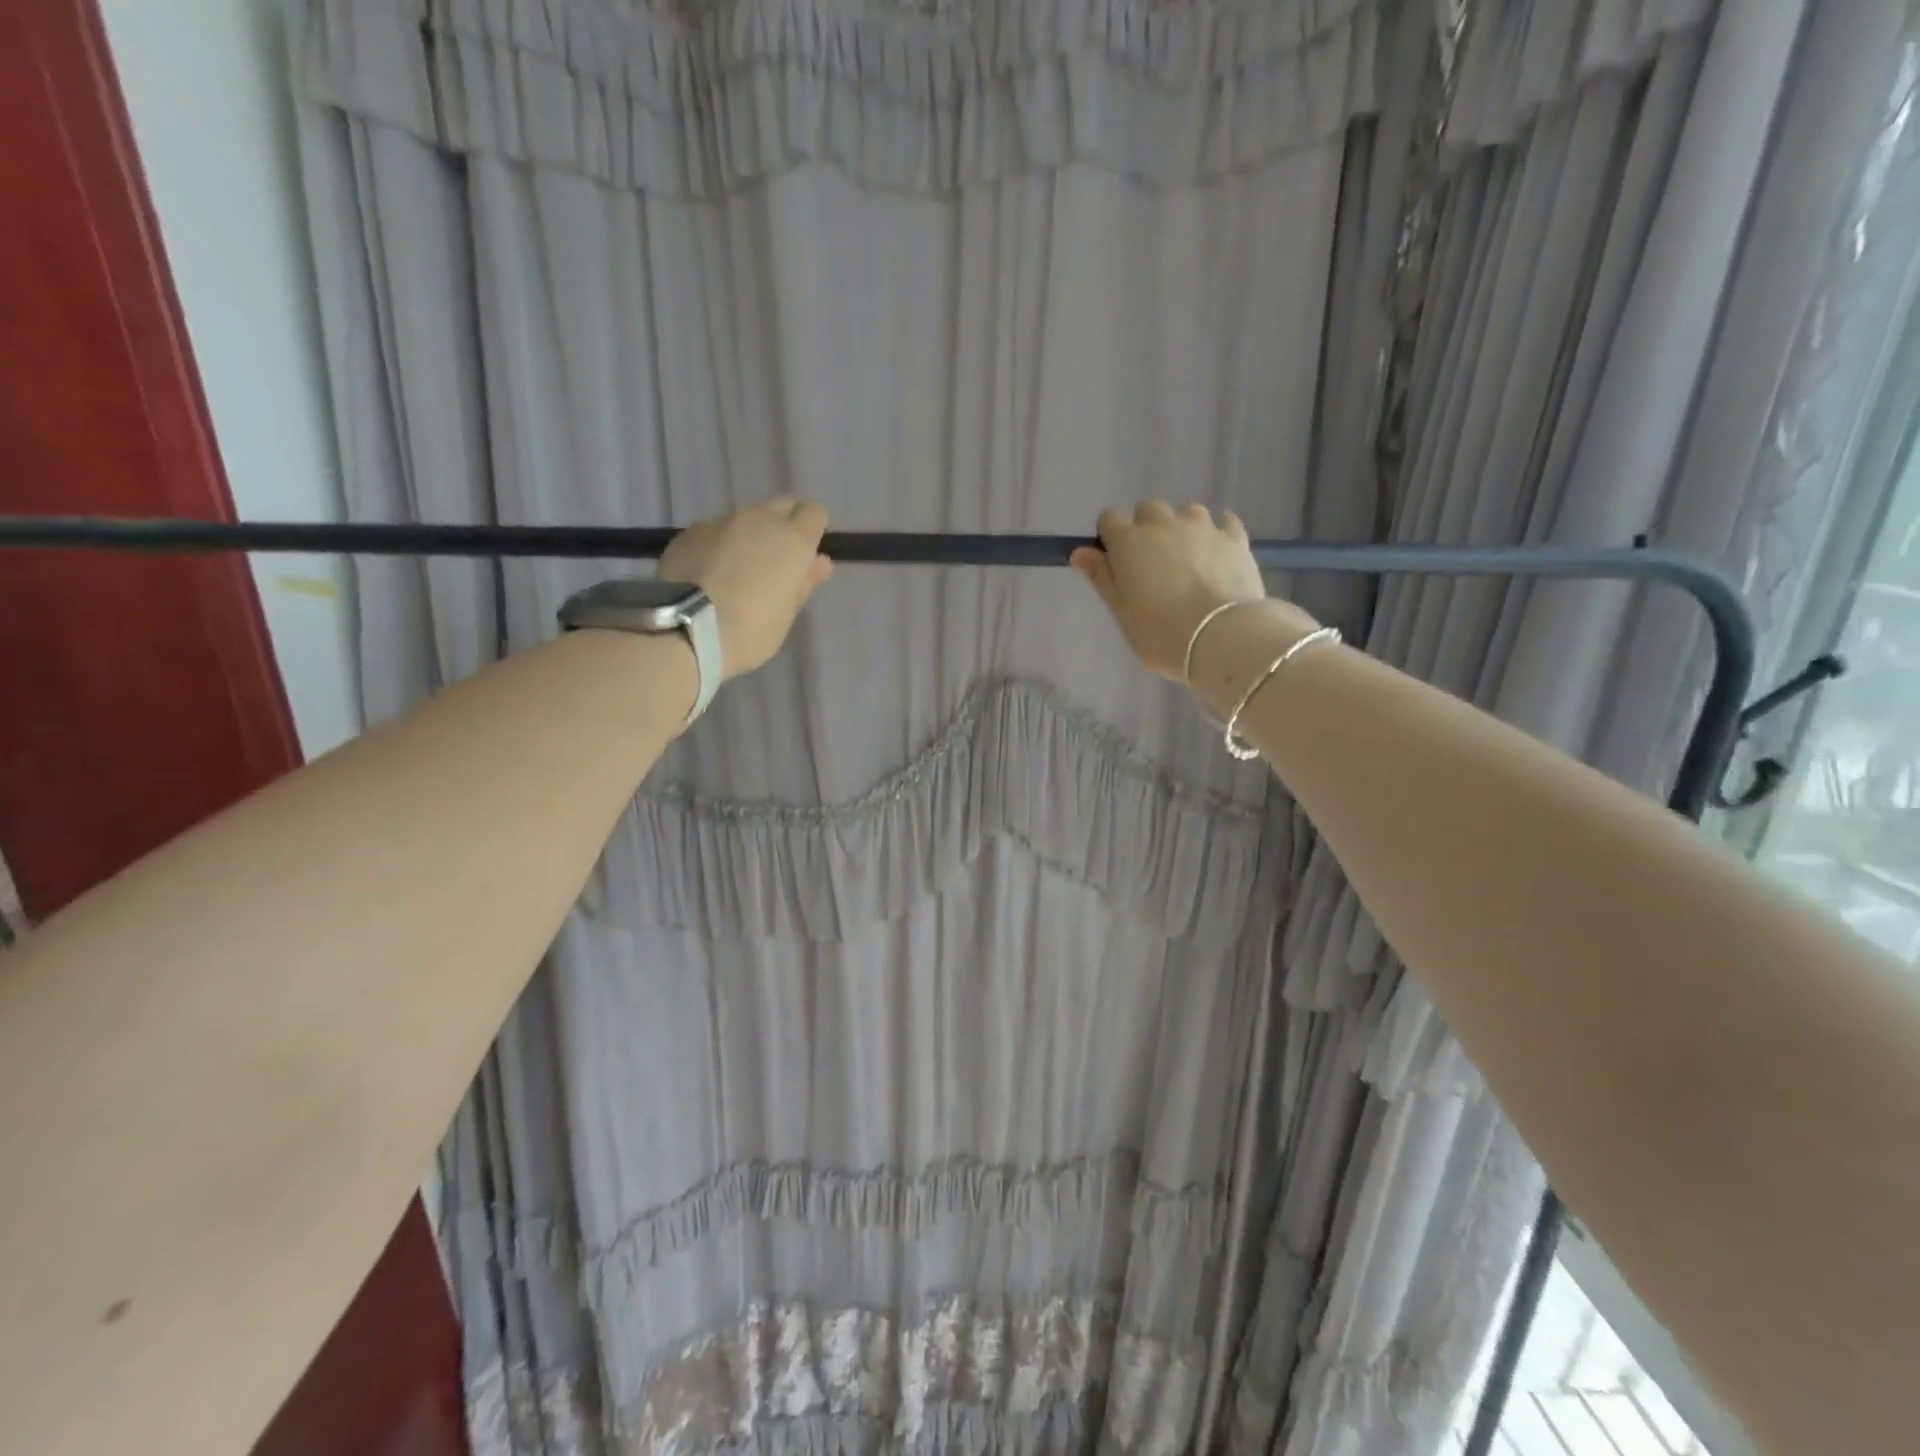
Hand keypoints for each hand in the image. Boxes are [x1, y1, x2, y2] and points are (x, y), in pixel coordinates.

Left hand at [658, 497, 833, 679]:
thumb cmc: (751, 629)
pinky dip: (719, 545)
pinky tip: (708, 573)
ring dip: (749, 536)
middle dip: (783, 527)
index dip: (812, 532)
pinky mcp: (690, 531)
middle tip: (774, 563)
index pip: (815, 513)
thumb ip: (804, 581)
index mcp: (793, 539)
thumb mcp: (787, 613)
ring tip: (736, 571)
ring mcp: (721, 521)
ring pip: (746, 518)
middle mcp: (760, 519)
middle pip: (781, 507)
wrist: (685, 628)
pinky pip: (715, 530)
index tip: (804, 557)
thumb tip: (819, 562)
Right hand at [1071, 501, 1298, 680]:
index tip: (1116, 562)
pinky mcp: (1235, 538)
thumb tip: (1080, 552)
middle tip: (1152, 563)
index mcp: (1129, 542)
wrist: (1222, 637)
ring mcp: (1203, 527)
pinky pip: (1224, 523)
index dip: (1110, 537)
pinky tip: (1217, 554)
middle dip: (1146, 528)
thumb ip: (1101, 578)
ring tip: (1188, 559)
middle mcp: (1163, 524)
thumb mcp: (1121, 612)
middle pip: (1148, 509)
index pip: (1109, 519)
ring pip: (1187, 512)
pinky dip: (1217, 533)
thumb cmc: (1160, 632)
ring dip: (1182, 528)